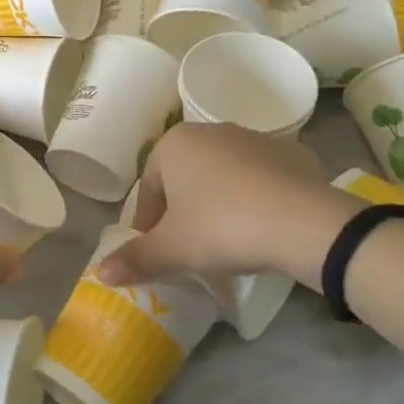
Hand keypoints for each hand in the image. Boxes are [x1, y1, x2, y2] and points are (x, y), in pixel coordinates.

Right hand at [95, 123, 360, 292]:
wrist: (303, 222)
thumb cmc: (222, 227)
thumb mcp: (173, 249)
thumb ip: (135, 259)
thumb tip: (101, 273)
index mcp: (174, 144)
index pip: (149, 187)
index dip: (149, 223)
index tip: (158, 250)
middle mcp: (210, 130)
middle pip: (184, 176)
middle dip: (183, 209)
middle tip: (191, 246)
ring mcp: (253, 137)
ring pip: (223, 174)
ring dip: (219, 200)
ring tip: (229, 238)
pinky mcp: (291, 152)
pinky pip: (262, 176)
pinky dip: (257, 196)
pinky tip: (264, 225)